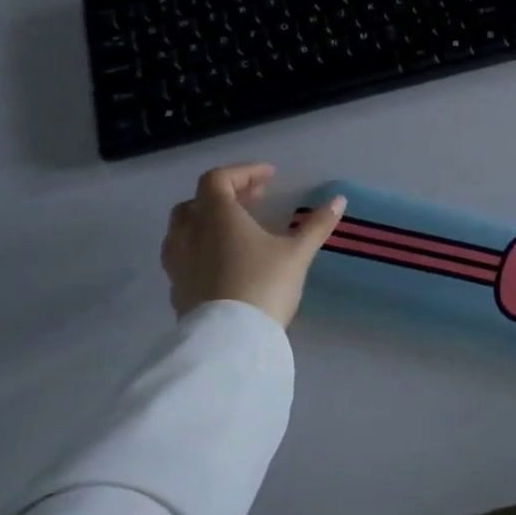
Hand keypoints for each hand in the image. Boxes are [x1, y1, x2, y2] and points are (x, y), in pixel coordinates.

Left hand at [160, 163, 344, 327]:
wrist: (229, 342)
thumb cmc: (263, 285)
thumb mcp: (297, 253)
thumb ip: (316, 225)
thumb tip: (339, 200)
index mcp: (217, 217)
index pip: (218, 179)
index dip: (243, 172)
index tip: (270, 177)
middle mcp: (190, 234)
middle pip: (195, 202)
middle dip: (224, 195)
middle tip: (254, 200)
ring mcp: (178, 264)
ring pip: (183, 230)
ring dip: (207, 222)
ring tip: (235, 230)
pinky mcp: (177, 290)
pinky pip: (183, 257)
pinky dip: (202, 249)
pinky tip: (224, 262)